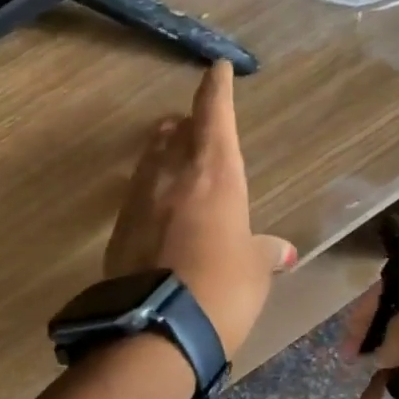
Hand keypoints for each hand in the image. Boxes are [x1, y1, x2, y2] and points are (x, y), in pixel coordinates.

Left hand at [105, 61, 295, 358]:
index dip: (216, 88)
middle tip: (194, 123)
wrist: (158, 329)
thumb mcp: (253, 273)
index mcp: (215, 173)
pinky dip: (149, 193)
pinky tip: (155, 209)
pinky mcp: (117, 231)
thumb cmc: (223, 291)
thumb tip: (281, 252)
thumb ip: (262, 254)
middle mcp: (172, 175)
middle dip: (187, 123)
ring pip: (150, 161)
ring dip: (163, 152)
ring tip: (173, 156)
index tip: (216, 68)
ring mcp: (138, 201)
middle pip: (176, 132)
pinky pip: (136, 197)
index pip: (214, 114)